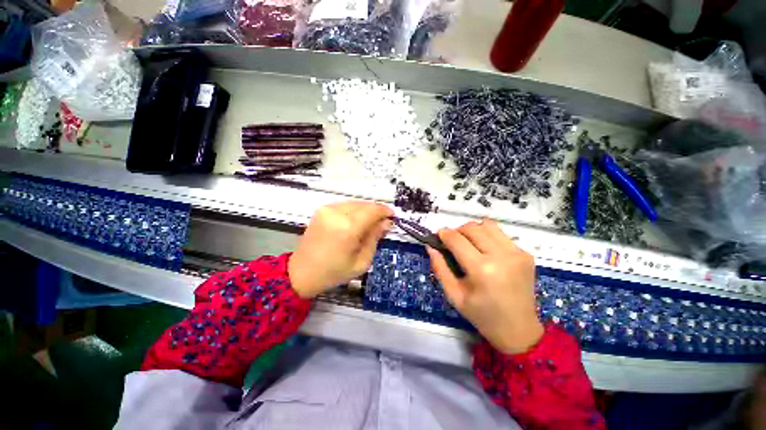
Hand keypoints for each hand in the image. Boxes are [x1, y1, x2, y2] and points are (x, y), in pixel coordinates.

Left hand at [289, 201, 392, 298]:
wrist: (302, 272)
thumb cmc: (334, 272)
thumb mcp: (362, 261)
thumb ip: (375, 238)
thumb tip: (386, 222)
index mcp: (348, 228)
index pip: (373, 211)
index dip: (385, 211)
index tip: (392, 216)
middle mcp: (337, 213)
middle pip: (364, 205)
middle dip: (376, 211)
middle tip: (382, 223)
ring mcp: (327, 209)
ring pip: (355, 203)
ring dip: (365, 211)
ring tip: (369, 224)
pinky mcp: (321, 210)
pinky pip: (345, 205)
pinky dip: (354, 211)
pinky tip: (355, 222)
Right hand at [427, 219, 543, 353]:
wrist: (518, 328)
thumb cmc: (482, 315)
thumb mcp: (454, 295)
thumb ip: (439, 268)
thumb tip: (431, 246)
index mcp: (482, 270)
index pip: (457, 239)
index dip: (444, 234)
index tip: (438, 235)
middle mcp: (501, 256)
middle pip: (472, 228)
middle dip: (457, 231)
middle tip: (452, 242)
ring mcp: (517, 253)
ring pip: (487, 225)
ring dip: (473, 230)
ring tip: (468, 243)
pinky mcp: (526, 254)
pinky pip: (500, 234)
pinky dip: (487, 236)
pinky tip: (485, 250)